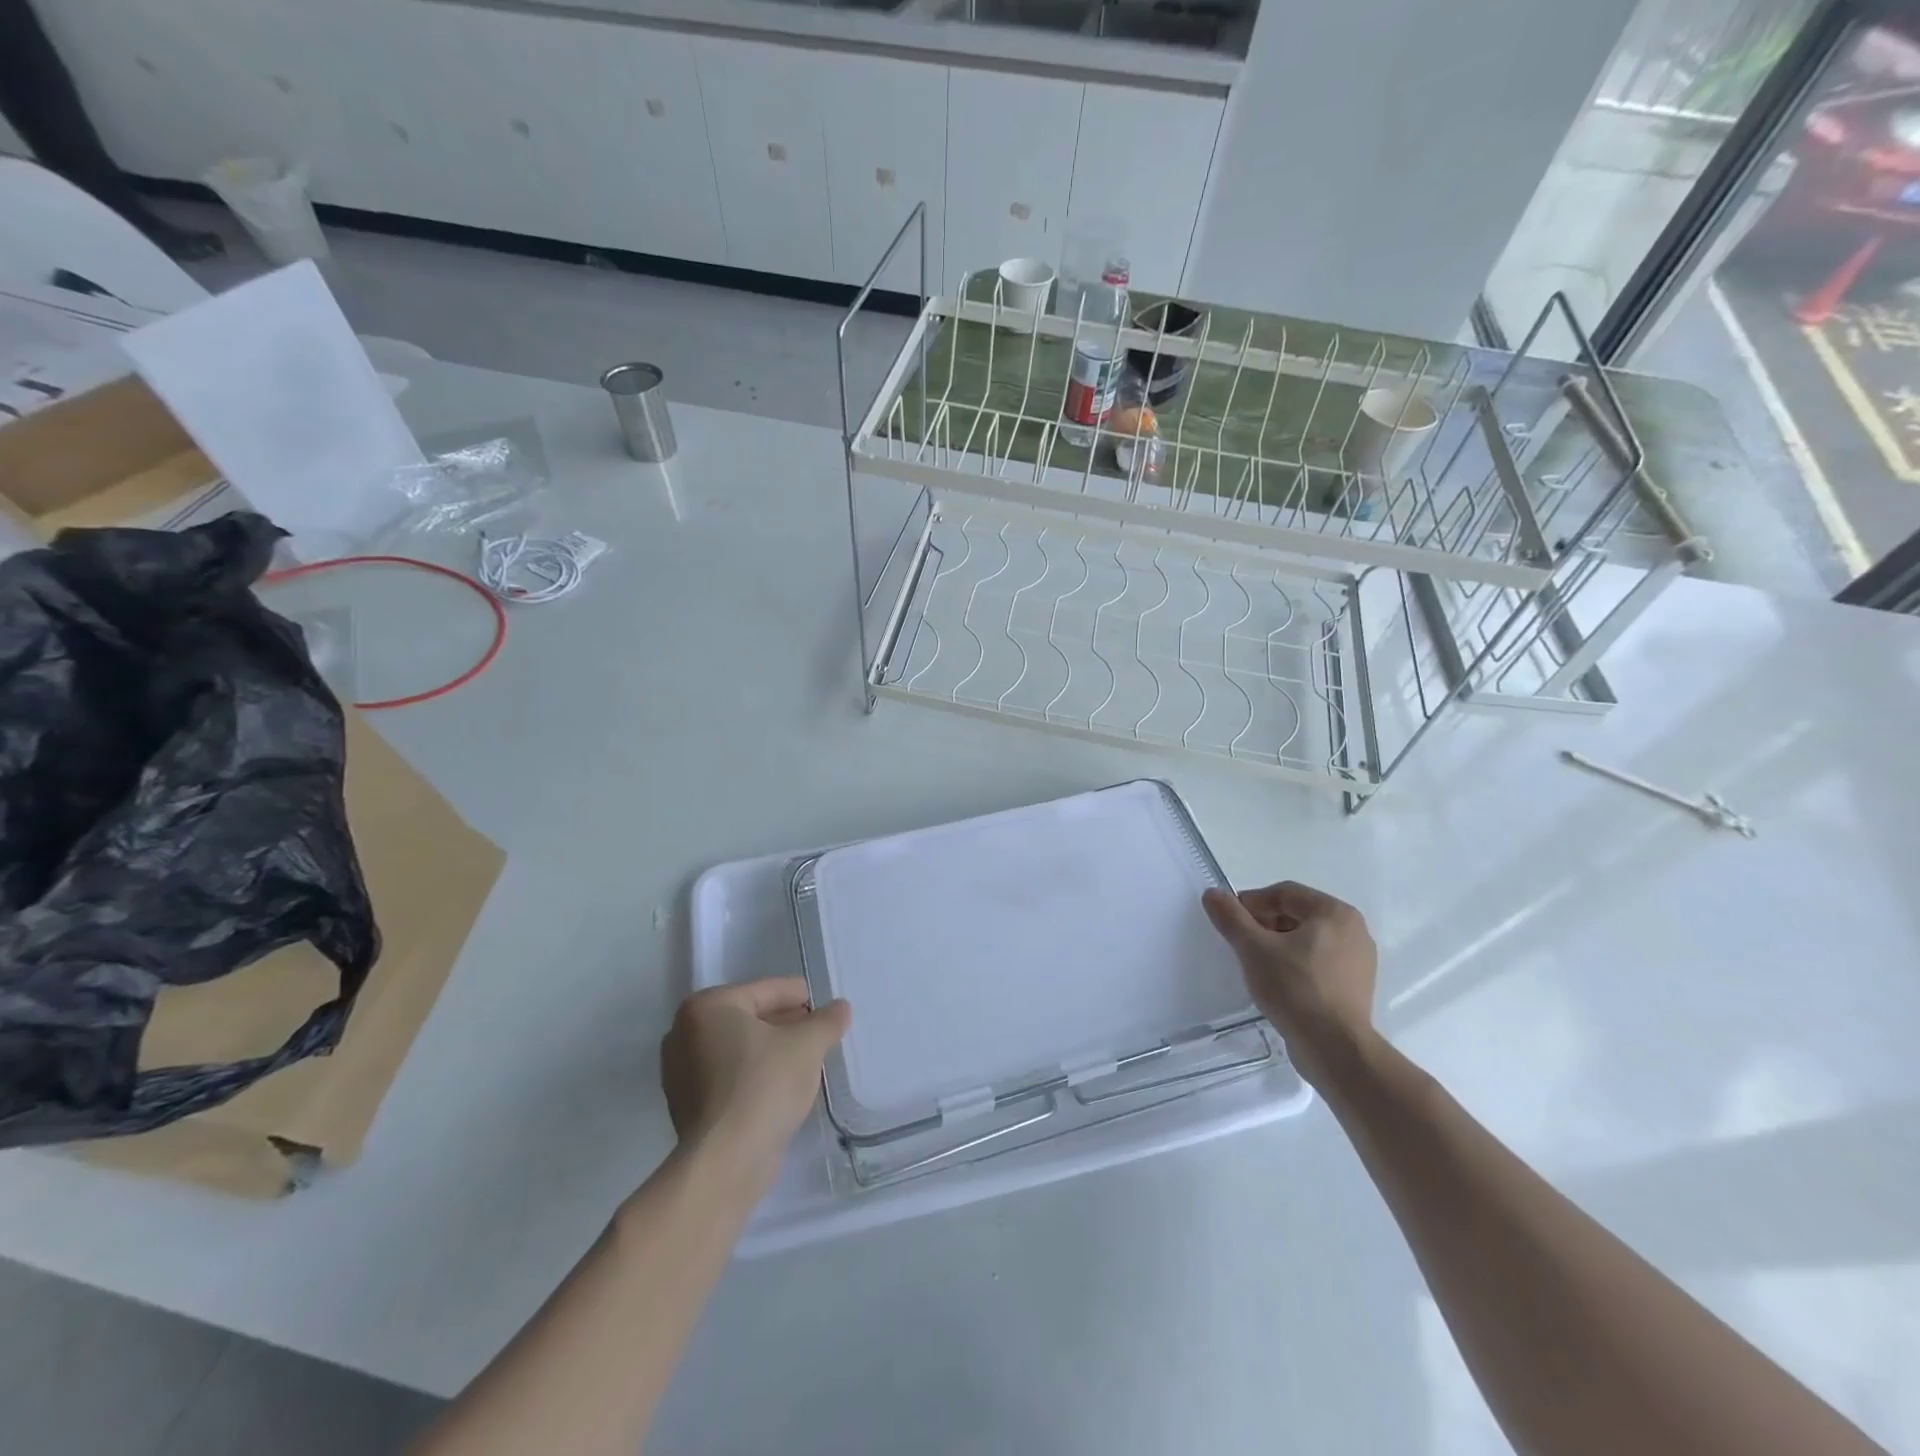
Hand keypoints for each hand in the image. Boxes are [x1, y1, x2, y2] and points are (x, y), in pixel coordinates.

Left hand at [660, 979, 849, 1187]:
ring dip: (770, 1051)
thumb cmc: (764, 1085)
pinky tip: (782, 1086)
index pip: (765, 990)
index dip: (798, 996)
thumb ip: (826, 1021)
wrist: (726, 1161)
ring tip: (806, 1058)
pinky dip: (754, 1075)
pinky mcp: (688, 1107)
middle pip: (749, 1018)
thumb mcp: (807, 1045)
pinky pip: (729, 1078)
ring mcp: (681, 1073)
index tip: (824, 1005)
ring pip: (739, 1050)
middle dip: (784, 1024)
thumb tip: (841, 1007)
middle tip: (818, 1031)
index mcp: (708, 1007)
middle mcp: (685, 1033)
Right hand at [1201, 881, 1377, 1090]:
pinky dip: (1294, 964)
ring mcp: (1358, 960)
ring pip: (1307, 940)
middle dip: (1264, 925)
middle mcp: (1354, 930)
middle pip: (1297, 914)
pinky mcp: (1355, 986)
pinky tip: (1276, 983)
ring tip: (1255, 964)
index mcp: (1335, 912)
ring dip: (1277, 945)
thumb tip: (1212, 893)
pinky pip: (1318, 962)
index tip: (1230, 922)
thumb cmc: (1295, 989)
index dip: (1252, 903)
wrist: (1335, 1049)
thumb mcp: (1253, 948)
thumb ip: (1231, 917)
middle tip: (1240, 943)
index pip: (1284, 893)